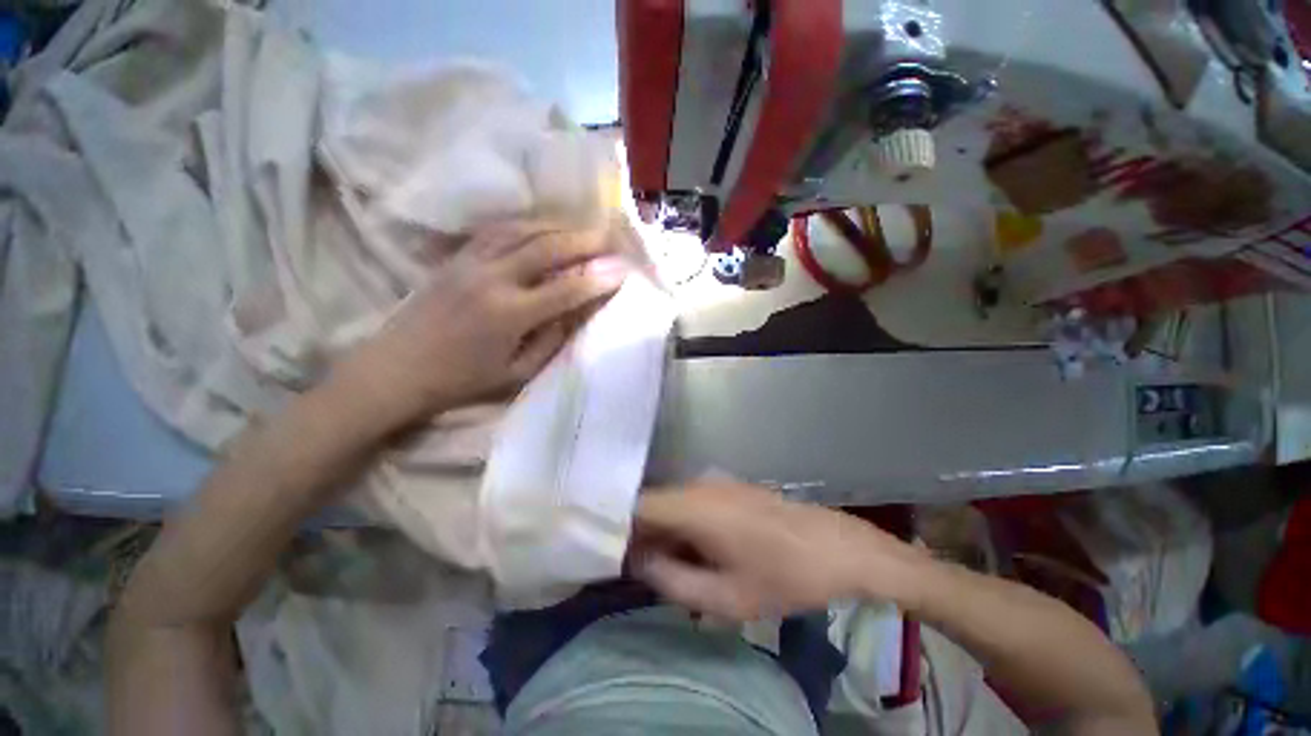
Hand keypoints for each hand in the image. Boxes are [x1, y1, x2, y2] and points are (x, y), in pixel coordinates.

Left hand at [332, 221, 628, 432]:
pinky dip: (528, 225)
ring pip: (523, 231)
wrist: (396, 368)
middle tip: (611, 237)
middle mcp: (492, 279)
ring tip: (583, 229)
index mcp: (509, 315)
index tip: (623, 270)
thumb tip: (574, 313)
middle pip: (547, 248)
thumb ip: (551, 342)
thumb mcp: (516, 374)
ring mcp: (471, 262)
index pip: (566, 289)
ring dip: (559, 226)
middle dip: (585, 240)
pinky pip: (498, 231)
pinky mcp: (456, 257)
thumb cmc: (460, 380)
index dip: (598, 279)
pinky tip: (544, 227)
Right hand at [631, 482, 925, 619]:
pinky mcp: (727, 485)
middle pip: (652, 504)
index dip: (617, 527)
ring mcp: (714, 481)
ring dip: (663, 531)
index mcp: (693, 506)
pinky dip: (682, 524)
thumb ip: (672, 581)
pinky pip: (690, 502)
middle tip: (639, 570)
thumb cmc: (782, 576)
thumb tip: (640, 562)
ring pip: (671, 503)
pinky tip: (696, 551)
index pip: (636, 506)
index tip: (608, 554)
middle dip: (640, 534)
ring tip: (668, 567)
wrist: (834, 547)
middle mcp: (698, 484)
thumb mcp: (725, 598)